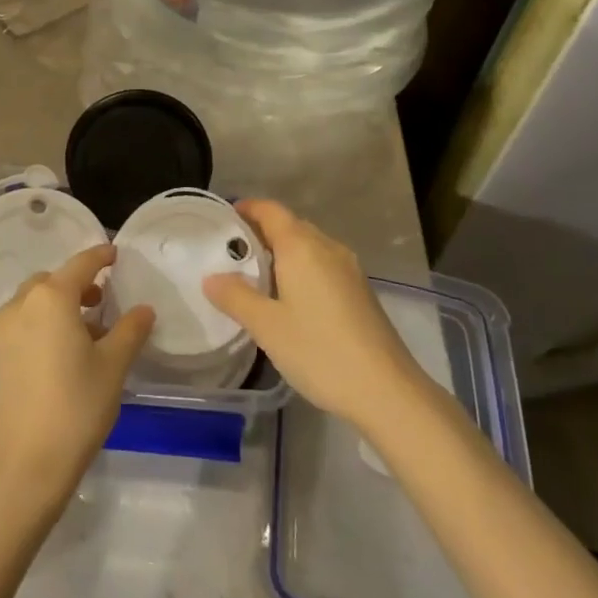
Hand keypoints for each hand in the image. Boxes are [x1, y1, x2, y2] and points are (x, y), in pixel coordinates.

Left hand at [0, 244, 154, 510]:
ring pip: (35, 302)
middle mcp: (21, 305)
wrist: (24, 465)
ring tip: (88, 332)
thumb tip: (143, 309)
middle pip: (53, 281)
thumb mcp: (113, 366)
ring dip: (60, 305)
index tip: (115, 254)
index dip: (100, 256)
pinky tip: (63, 352)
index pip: (81, 264)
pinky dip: (43, 324)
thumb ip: (130, 330)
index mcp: (51, 298)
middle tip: (102, 300)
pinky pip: (23, 324)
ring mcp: (2, 331)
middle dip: (77, 284)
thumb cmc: (76, 406)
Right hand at [203, 200, 426, 428]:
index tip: (223, 220)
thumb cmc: (319, 351)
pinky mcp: (360, 290)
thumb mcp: (267, 327)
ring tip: (255, 277)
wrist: (386, 389)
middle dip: (261, 232)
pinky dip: (301, 269)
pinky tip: (289, 299)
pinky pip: (323, 264)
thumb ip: (236, 297)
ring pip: (309, 246)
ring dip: (282, 252)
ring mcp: (349, 268)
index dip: (247, 208)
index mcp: (302, 246)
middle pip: (290, 225)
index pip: (270, 210)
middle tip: (232, 253)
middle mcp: (328, 247)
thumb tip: (211, 277)